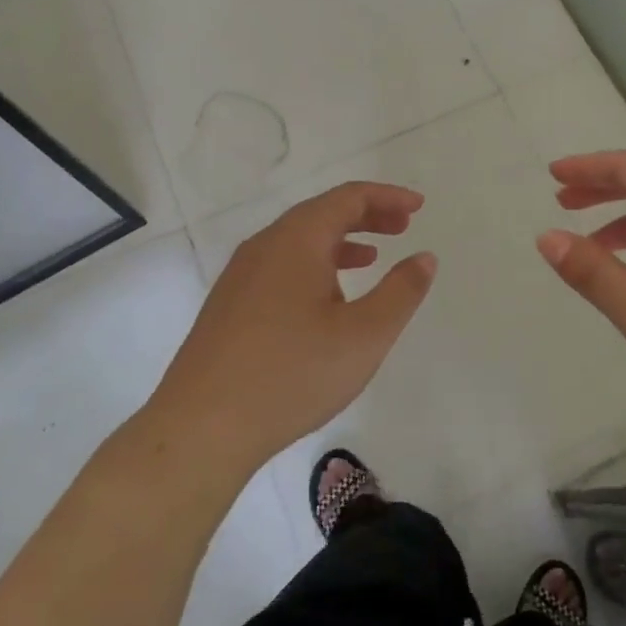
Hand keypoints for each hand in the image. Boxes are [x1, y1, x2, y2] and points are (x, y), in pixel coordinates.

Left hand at [150, 182, 435, 474]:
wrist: (200, 428)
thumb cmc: (292, 374)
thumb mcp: (365, 334)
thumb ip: (401, 291)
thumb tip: (424, 257)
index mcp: (297, 241)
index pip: (348, 198)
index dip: (387, 197)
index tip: (419, 207)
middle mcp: (264, 247)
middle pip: (321, 214)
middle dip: (366, 215)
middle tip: (402, 227)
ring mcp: (240, 276)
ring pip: (298, 241)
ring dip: (341, 241)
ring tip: (372, 256)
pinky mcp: (229, 306)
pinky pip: (280, 266)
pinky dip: (315, 264)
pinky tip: (327, 299)